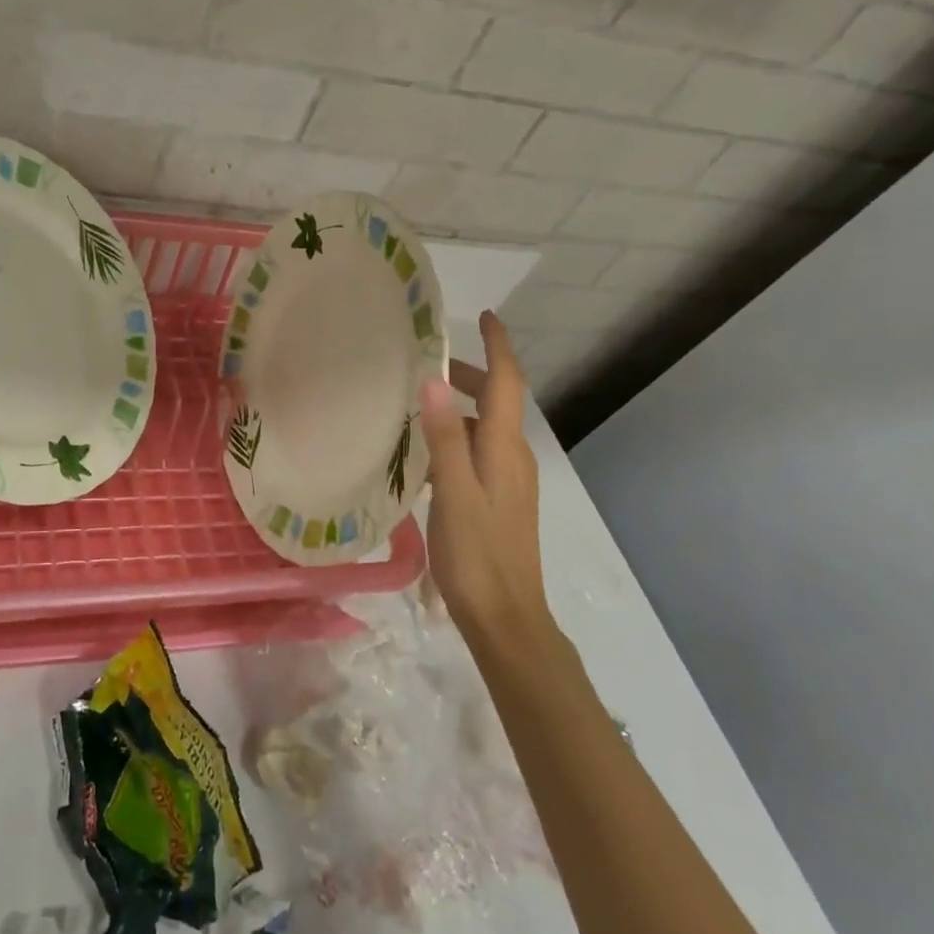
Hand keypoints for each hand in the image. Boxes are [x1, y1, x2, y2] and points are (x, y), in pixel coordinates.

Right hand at [419, 312, 547, 635]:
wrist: (505, 617)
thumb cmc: (476, 554)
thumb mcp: (453, 492)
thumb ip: (444, 436)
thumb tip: (433, 379)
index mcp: (505, 449)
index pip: (507, 383)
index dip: (498, 347)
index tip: (484, 316)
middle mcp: (513, 457)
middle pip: (499, 401)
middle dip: (472, 373)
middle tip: (431, 362)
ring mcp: (510, 480)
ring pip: (488, 426)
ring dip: (461, 405)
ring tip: (420, 403)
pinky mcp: (500, 499)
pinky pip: (480, 450)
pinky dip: (457, 435)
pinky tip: (428, 453)